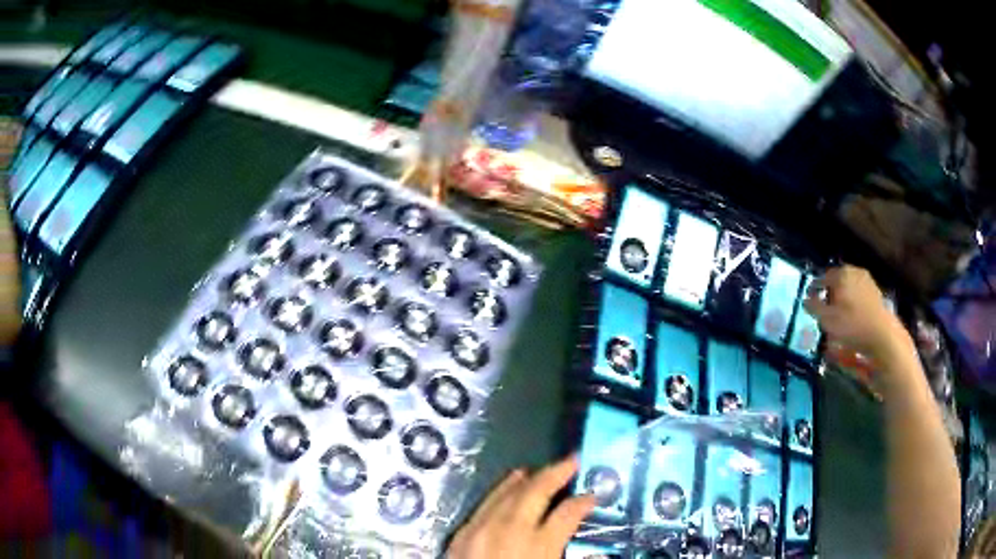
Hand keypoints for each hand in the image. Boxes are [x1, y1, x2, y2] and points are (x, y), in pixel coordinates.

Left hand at [447, 456, 595, 558]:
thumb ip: (567, 557)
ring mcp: (481, 530)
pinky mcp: (461, 534)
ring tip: (543, 468)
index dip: (583, 502)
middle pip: (536, 493)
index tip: (593, 496)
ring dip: (528, 478)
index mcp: (537, 548)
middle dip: (557, 473)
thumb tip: (594, 553)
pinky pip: (485, 504)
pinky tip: (509, 484)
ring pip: (508, 493)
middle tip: (573, 460)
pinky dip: (501, 489)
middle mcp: (509, 532)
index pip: (567, 514)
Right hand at [804, 264, 909, 363]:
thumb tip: (806, 299)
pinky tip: (852, 315)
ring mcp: (867, 281)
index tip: (809, 299)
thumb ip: (814, 307)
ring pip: (849, 286)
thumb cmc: (852, 326)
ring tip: (838, 313)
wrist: (882, 334)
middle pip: (837, 280)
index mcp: (841, 274)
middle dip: (829, 292)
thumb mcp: (827, 320)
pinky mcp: (875, 292)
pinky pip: (858, 293)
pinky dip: (853, 301)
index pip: (822, 278)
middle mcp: (854, 271)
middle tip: (824, 307)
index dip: (814, 288)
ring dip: (842, 297)